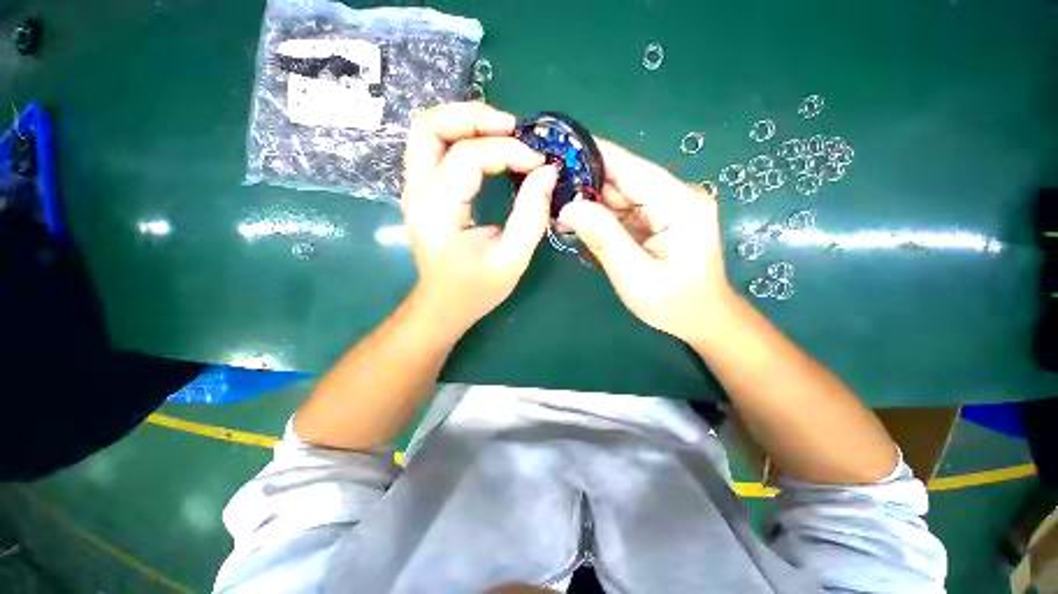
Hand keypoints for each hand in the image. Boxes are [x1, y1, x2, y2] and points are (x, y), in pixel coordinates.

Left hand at [401, 102, 557, 337]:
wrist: (443, 304)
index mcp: (437, 212)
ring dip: (464, 121)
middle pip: (430, 126)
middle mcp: (416, 193)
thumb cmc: (477, 289)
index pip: (467, 158)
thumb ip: (531, 215)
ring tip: (502, 131)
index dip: (507, 151)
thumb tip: (547, 172)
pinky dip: (459, 136)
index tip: (539, 163)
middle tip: (513, 128)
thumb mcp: (512, 259)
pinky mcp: (421, 191)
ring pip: (427, 130)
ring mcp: (413, 189)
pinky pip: (433, 146)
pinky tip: (486, 146)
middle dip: (474, 117)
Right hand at [557, 140, 734, 344]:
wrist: (699, 318)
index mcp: (679, 203)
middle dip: (584, 185)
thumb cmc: (673, 302)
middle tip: (548, 194)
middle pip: (622, 180)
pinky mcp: (656, 218)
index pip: (631, 168)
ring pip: (618, 195)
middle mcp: (674, 196)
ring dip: (588, 204)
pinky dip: (598, 217)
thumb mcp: (634, 275)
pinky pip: (621, 210)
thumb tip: (568, 207)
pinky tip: (578, 225)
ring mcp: (665, 206)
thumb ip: (603, 238)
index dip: (594, 155)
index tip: (558, 150)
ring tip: (558, 214)